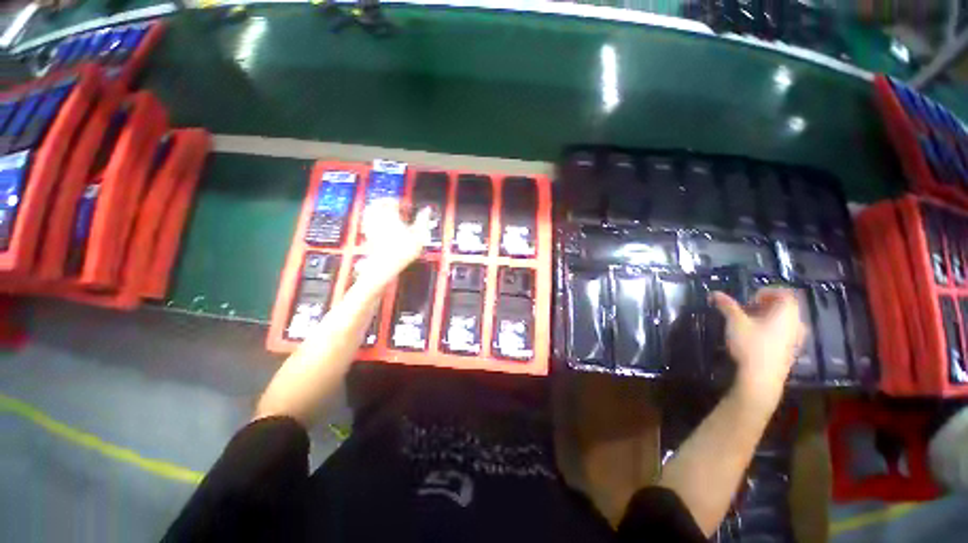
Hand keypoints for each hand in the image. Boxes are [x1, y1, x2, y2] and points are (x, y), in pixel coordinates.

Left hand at [354, 199, 431, 290]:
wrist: (386, 266)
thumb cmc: (403, 250)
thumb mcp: (418, 235)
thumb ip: (423, 220)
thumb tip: (427, 210)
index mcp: (390, 215)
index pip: (392, 201)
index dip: (399, 201)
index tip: (406, 206)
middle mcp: (377, 219)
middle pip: (376, 204)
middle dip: (384, 202)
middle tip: (392, 204)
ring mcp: (370, 228)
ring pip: (368, 212)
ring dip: (376, 209)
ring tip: (384, 212)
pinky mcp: (367, 237)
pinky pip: (366, 223)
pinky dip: (371, 220)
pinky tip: (378, 225)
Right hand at [710, 288, 806, 411]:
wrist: (761, 378)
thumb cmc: (751, 345)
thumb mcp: (735, 322)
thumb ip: (727, 306)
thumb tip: (715, 293)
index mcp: (787, 313)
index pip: (785, 294)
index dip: (768, 292)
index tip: (751, 298)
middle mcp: (796, 324)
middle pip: (785, 308)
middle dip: (766, 306)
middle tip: (747, 310)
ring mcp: (795, 339)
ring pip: (785, 321)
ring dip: (768, 318)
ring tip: (749, 324)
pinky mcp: (790, 352)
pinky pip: (784, 333)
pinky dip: (771, 330)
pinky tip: (755, 338)